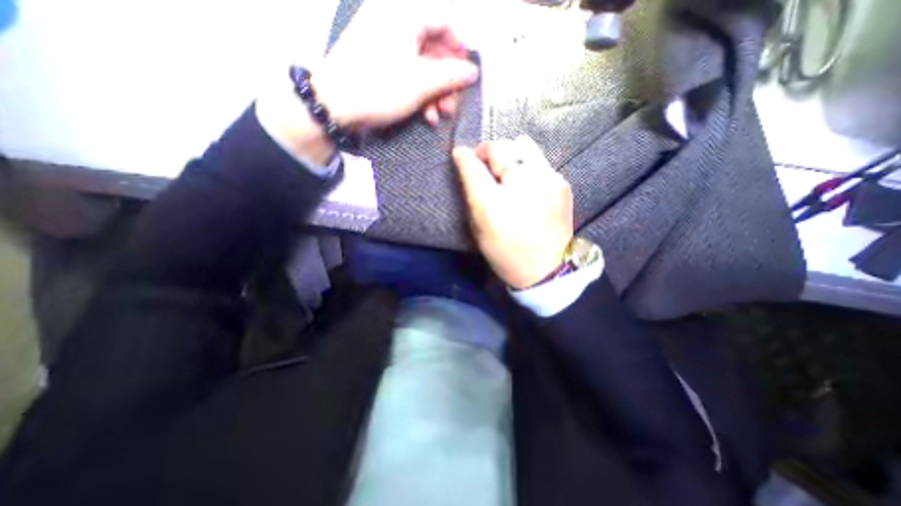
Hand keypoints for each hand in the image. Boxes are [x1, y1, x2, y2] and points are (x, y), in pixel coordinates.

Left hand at [312, 1, 478, 130]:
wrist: (334, 106)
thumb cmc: (378, 88)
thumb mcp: (420, 83)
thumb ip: (450, 75)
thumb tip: (472, 72)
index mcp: (403, 15)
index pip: (443, 22)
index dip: (459, 50)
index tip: (466, 75)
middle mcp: (394, 23)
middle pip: (433, 48)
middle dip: (446, 81)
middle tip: (452, 105)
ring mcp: (385, 45)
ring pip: (421, 65)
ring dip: (434, 93)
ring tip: (439, 115)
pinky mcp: (380, 65)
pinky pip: (407, 74)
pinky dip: (419, 95)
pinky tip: (425, 115)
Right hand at [454, 136, 572, 289]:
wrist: (546, 270)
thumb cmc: (505, 253)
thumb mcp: (479, 228)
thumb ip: (471, 195)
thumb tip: (466, 165)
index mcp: (494, 202)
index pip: (473, 164)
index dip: (464, 156)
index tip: (460, 154)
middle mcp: (522, 184)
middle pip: (500, 146)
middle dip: (487, 152)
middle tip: (485, 166)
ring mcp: (547, 179)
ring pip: (523, 144)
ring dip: (509, 153)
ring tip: (507, 170)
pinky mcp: (562, 182)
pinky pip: (539, 160)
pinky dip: (527, 165)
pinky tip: (526, 183)